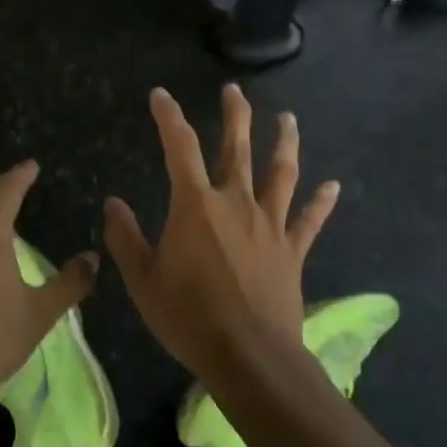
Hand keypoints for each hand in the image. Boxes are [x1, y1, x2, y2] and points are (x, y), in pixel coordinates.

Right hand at [103, 86, 339, 386]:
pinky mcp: (292, 251)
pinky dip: (321, 202)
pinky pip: (310, 221)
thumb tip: (112, 202)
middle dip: (235, 116)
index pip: (179, 147)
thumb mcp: (143, 279)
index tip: (161, 95)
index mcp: (196, 205)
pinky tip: (333, 186)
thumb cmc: (188, 316)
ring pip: (281, 174)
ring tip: (289, 119)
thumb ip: (126, 237)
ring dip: (285, 143)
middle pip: (237, 148)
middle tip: (234, 90)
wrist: (249, 356)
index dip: (169, 117)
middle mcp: (236, 203)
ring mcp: (270, 225)